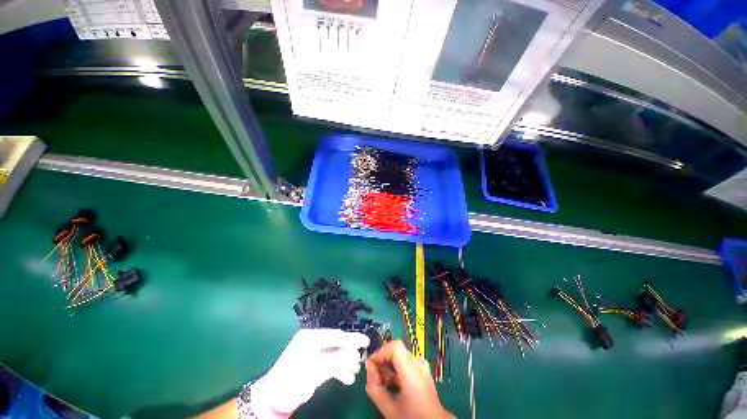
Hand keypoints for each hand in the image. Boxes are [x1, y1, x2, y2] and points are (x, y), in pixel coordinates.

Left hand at [251, 329, 369, 415]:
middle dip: (349, 353)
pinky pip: (332, 363)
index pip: (336, 335)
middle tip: (360, 362)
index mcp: (311, 336)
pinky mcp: (316, 364)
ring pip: (336, 354)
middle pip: (337, 344)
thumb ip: (337, 361)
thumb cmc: (293, 379)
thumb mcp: (316, 370)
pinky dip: (340, 370)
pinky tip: (348, 378)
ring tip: (355, 373)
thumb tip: (355, 354)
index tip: (366, 341)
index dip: (352, 339)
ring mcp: (316, 353)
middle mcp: (314, 341)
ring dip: (346, 363)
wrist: (275, 398)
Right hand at [365, 340, 450, 418]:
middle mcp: (418, 363)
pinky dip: (394, 370)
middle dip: (382, 361)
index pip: (395, 346)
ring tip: (382, 384)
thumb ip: (375, 388)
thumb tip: (369, 369)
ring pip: (398, 356)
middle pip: (395, 350)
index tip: (371, 366)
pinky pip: (404, 362)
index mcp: (412, 371)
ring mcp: (421, 365)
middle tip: (374, 378)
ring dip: (387, 366)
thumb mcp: (390, 409)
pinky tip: (390, 385)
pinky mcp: (422, 370)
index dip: (380, 352)